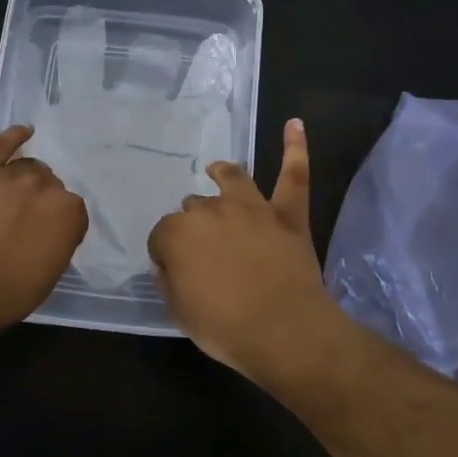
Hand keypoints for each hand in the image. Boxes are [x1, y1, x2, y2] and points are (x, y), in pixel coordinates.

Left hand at [0, 124, 86, 336]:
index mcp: (67, 212)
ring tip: (12, 201)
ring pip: (27, 167)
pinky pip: (0, 145)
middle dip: (41, 203)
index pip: (72, 213)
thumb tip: (51, 233)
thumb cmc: (6, 293)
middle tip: (25, 226)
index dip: (60, 228)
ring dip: (26, 180)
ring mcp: (8, 174)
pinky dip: (13, 136)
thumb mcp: (49, 276)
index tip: (47, 243)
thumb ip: (58, 244)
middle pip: (50, 186)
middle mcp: (43, 186)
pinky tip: (23, 132)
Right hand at [147, 119, 340, 378]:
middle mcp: (211, 211)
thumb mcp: (179, 311)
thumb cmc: (225, 328)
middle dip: (194, 224)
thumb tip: (168, 263)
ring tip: (219, 171)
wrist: (284, 332)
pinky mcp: (287, 215)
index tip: (174, 270)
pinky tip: (294, 124)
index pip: (163, 235)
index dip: (166, 253)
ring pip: (233, 180)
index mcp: (178, 234)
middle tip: (204, 249)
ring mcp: (252, 208)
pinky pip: (293, 175)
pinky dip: (295, 149)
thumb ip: (169, 280)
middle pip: (194, 208)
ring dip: (223, 174)